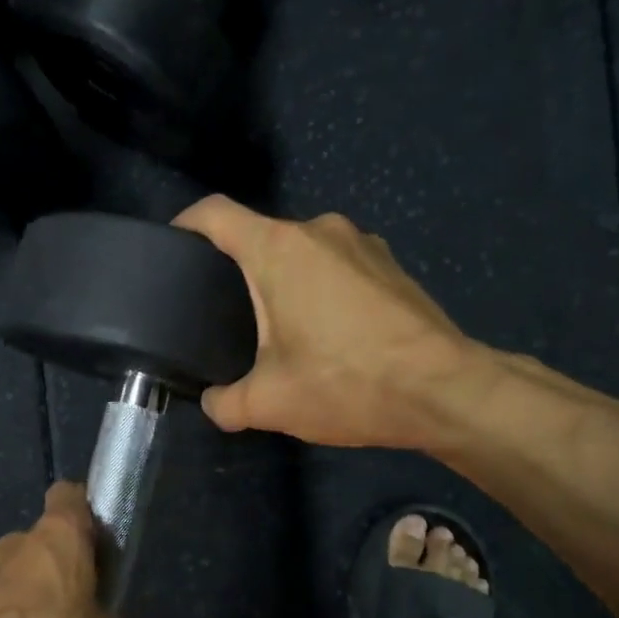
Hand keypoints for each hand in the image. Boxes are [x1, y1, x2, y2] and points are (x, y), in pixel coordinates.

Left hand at [0, 483, 131, 617]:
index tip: (98, 541)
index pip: (69, 495)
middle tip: (80, 606)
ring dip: (36, 600)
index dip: (84, 513)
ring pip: (20, 577)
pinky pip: (0, 609)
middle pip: (45, 543)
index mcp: (60, 534)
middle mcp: (19, 541)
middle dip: (61, 569)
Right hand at [174, 195, 470, 448]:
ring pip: (303, 252)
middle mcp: (319, 230)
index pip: (215, 214)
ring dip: (286, 282)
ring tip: (282, 331)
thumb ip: (225, 403)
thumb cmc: (347, 383)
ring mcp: (362, 242)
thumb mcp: (270, 403)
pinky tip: (331, 333)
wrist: (445, 390)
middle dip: (239, 271)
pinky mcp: (391, 263)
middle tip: (227, 318)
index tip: (174, 251)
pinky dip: (322, 288)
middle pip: (260, 237)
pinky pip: (338, 265)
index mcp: (278, 249)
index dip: (186, 225)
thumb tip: (213, 402)